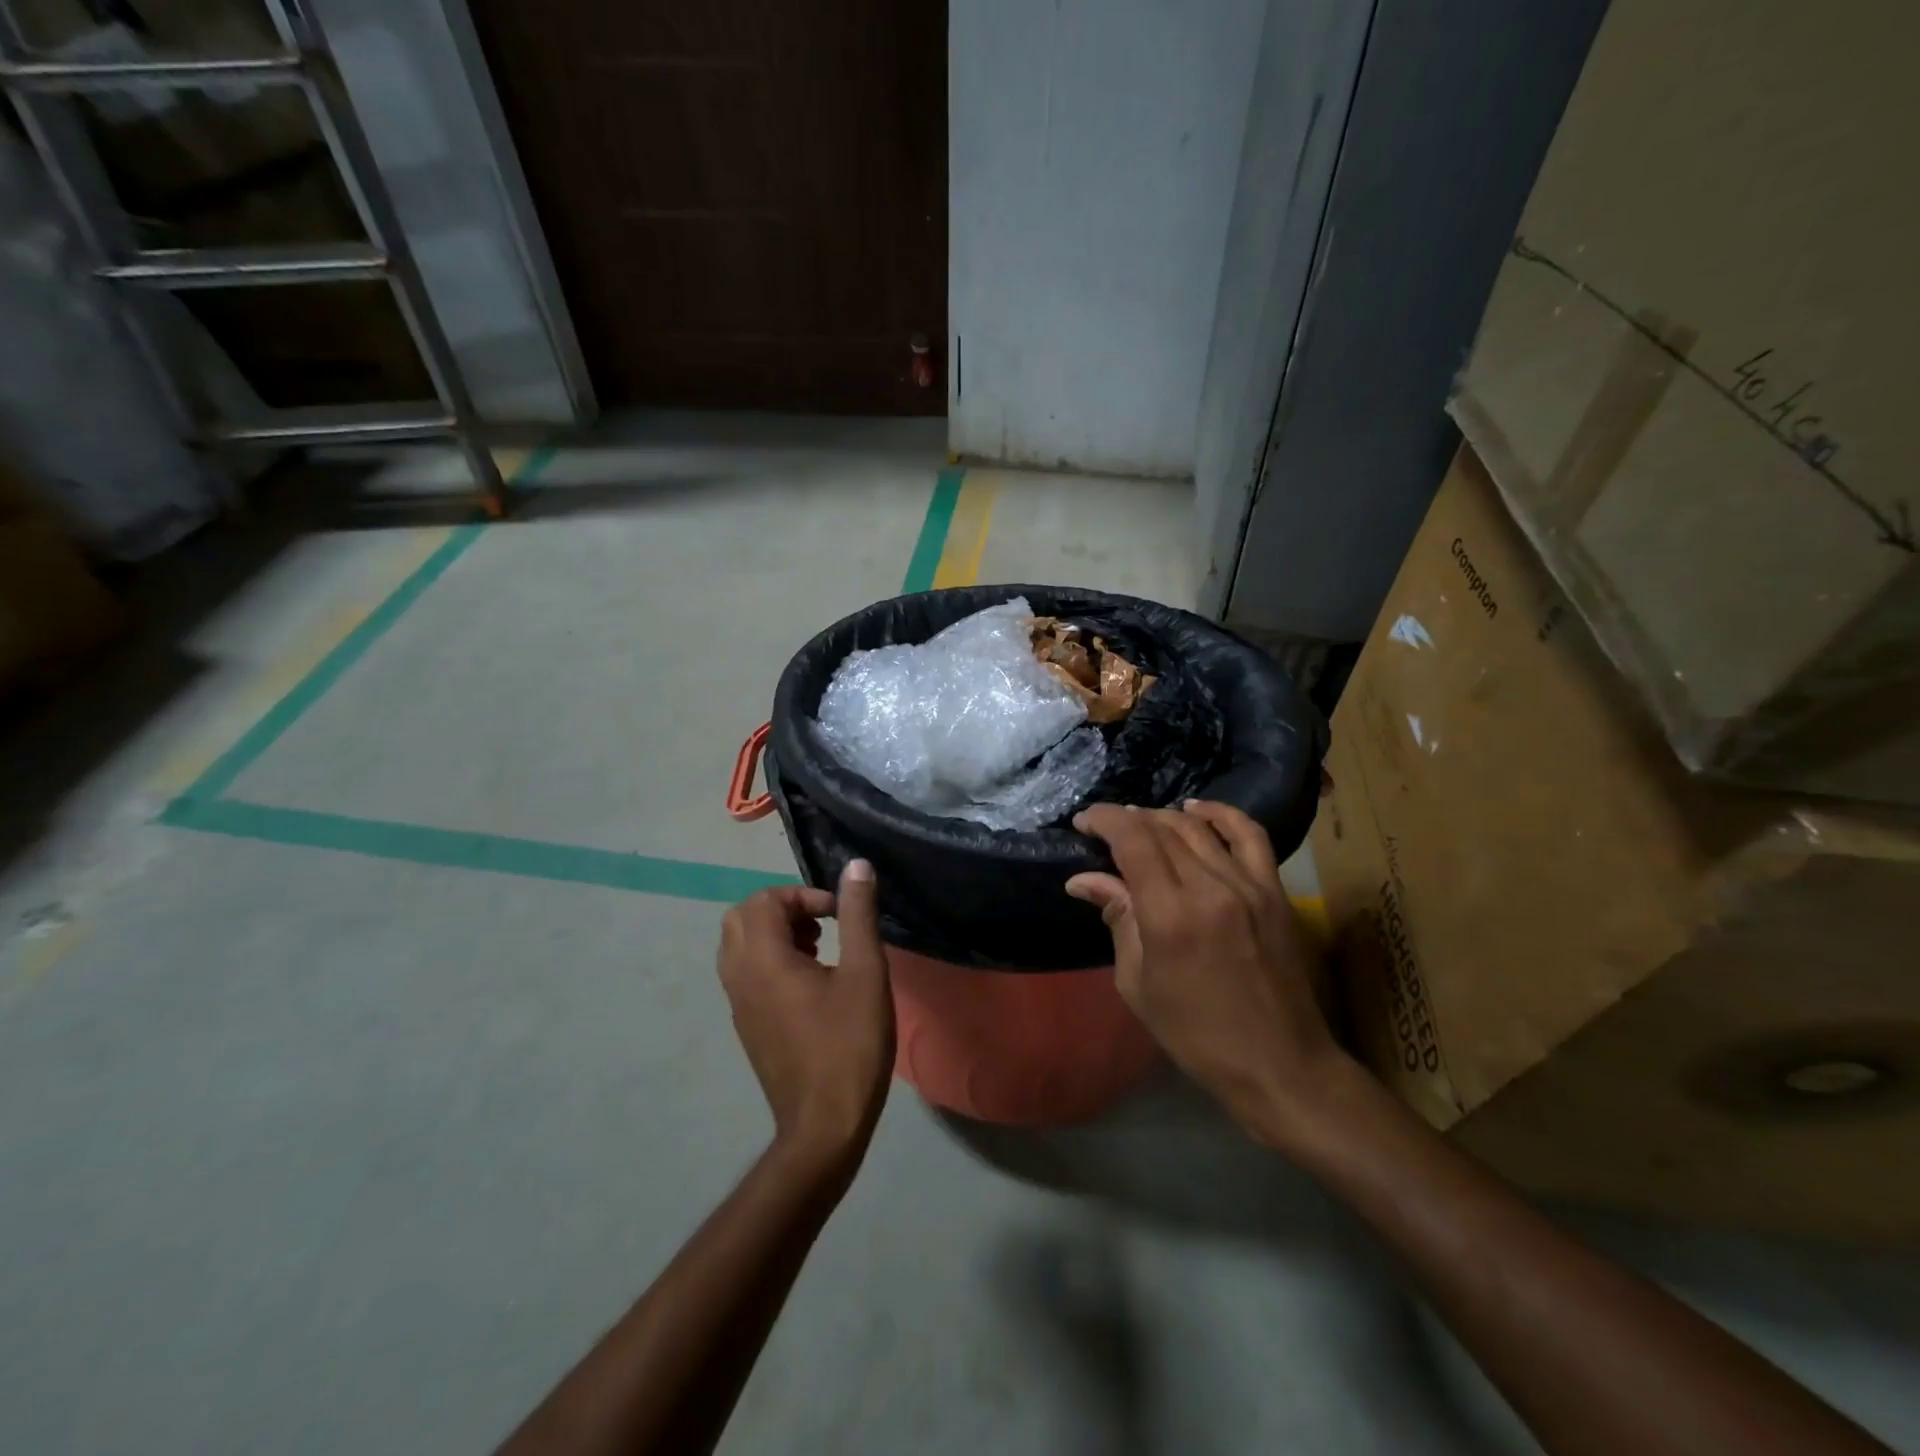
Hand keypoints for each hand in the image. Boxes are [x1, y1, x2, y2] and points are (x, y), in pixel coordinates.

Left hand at [717, 861, 894, 1168]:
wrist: (823, 1126)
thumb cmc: (849, 1045)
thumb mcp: (865, 973)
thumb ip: (858, 914)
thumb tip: (857, 866)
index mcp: (762, 960)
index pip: (764, 900)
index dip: (803, 895)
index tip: (838, 914)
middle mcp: (739, 977)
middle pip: (742, 917)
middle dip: (783, 908)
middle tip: (822, 923)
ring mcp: (738, 1004)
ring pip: (740, 945)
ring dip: (775, 932)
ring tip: (819, 948)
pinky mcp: (747, 1025)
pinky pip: (745, 972)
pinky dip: (770, 958)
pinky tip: (811, 982)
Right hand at [1065, 801, 1352, 1146]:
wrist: (1278, 1064)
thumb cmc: (1196, 1034)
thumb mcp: (1138, 983)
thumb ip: (1117, 919)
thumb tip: (1084, 879)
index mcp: (1169, 915)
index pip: (1132, 841)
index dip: (1104, 820)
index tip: (1083, 822)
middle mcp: (1209, 887)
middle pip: (1161, 828)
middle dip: (1126, 819)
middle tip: (1104, 829)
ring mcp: (1248, 885)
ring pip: (1198, 827)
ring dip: (1162, 817)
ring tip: (1140, 823)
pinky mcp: (1273, 890)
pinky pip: (1249, 834)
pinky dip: (1221, 813)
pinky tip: (1197, 809)